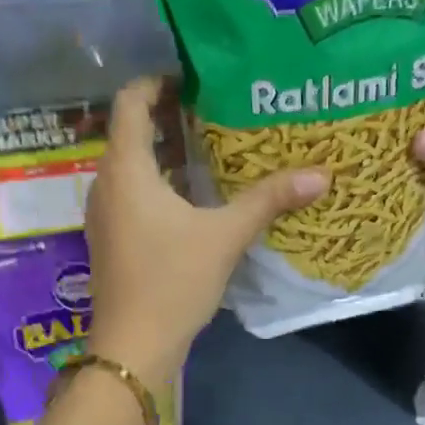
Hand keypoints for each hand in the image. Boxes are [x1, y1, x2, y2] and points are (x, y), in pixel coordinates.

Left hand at [84, 78, 327, 384]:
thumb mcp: (224, 236)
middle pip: (131, 130)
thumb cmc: (172, 281)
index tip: (194, 78)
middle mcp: (106, 183)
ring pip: (131, 163)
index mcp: (126, 169)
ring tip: (209, 143)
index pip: (130, 102)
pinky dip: (158, 179)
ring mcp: (104, 211)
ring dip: (165, 149)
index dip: (157, 82)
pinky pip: (131, 190)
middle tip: (215, 107)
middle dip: (169, 114)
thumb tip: (320, 174)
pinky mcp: (111, 235)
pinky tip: (193, 192)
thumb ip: (268, 200)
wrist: (133, 346)